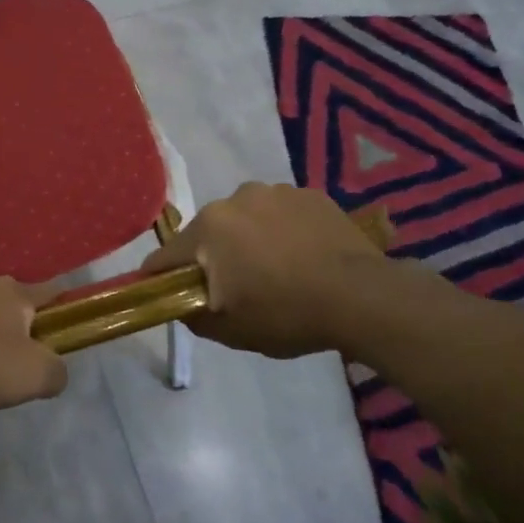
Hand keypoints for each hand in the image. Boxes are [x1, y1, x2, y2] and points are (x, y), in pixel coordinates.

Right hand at [140, 182, 392, 358]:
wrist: (362, 297)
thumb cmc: (287, 314)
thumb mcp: (230, 331)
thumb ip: (193, 316)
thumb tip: (183, 305)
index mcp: (209, 228)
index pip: (166, 255)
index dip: (160, 277)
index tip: (165, 293)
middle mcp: (235, 199)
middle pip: (208, 233)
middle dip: (212, 256)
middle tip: (234, 287)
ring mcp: (275, 191)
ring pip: (245, 219)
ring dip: (248, 239)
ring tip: (275, 269)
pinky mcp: (310, 194)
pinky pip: (280, 213)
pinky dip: (282, 231)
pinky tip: (302, 256)